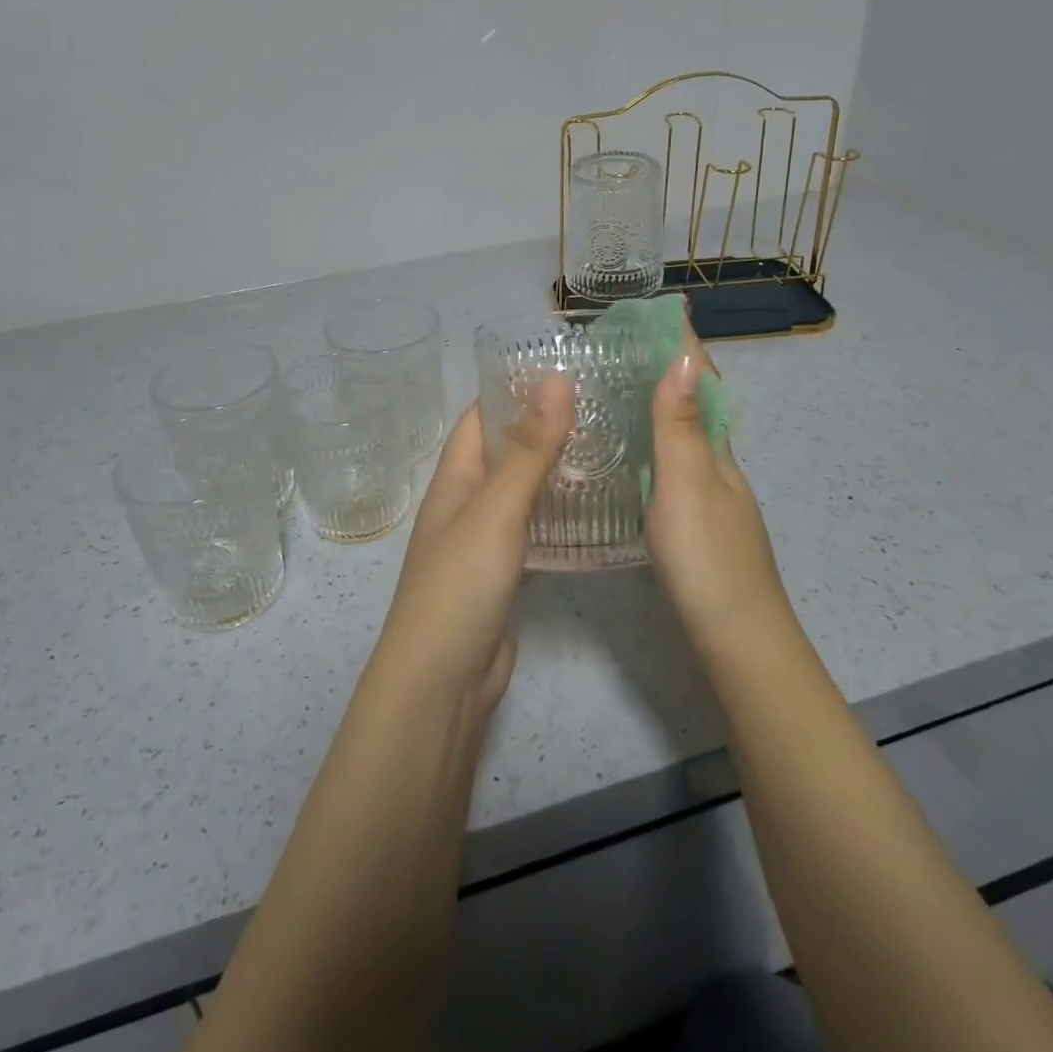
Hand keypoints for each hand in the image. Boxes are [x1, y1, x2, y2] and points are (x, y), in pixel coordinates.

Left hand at [375, 379, 574, 710]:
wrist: (443, 682)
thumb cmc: (460, 586)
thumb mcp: (495, 511)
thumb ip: (527, 450)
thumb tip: (556, 380)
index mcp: (454, 477)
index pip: (481, 414)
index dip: (516, 388)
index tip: (570, 368)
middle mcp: (466, 500)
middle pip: (504, 449)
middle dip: (545, 425)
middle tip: (604, 406)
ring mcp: (485, 538)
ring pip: (521, 488)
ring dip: (554, 467)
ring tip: (609, 445)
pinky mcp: (505, 571)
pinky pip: (532, 526)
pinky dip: (557, 510)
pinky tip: (593, 505)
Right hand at [644, 322, 790, 630]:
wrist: (736, 637)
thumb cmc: (707, 557)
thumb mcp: (686, 485)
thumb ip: (680, 426)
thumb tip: (684, 356)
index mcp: (716, 450)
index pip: (703, 383)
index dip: (685, 347)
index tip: (663, 311)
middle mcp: (718, 466)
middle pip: (696, 406)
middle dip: (668, 370)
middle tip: (623, 346)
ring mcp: (711, 496)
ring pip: (685, 436)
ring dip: (660, 406)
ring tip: (617, 389)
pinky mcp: (697, 522)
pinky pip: (674, 464)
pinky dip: (654, 444)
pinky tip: (631, 455)